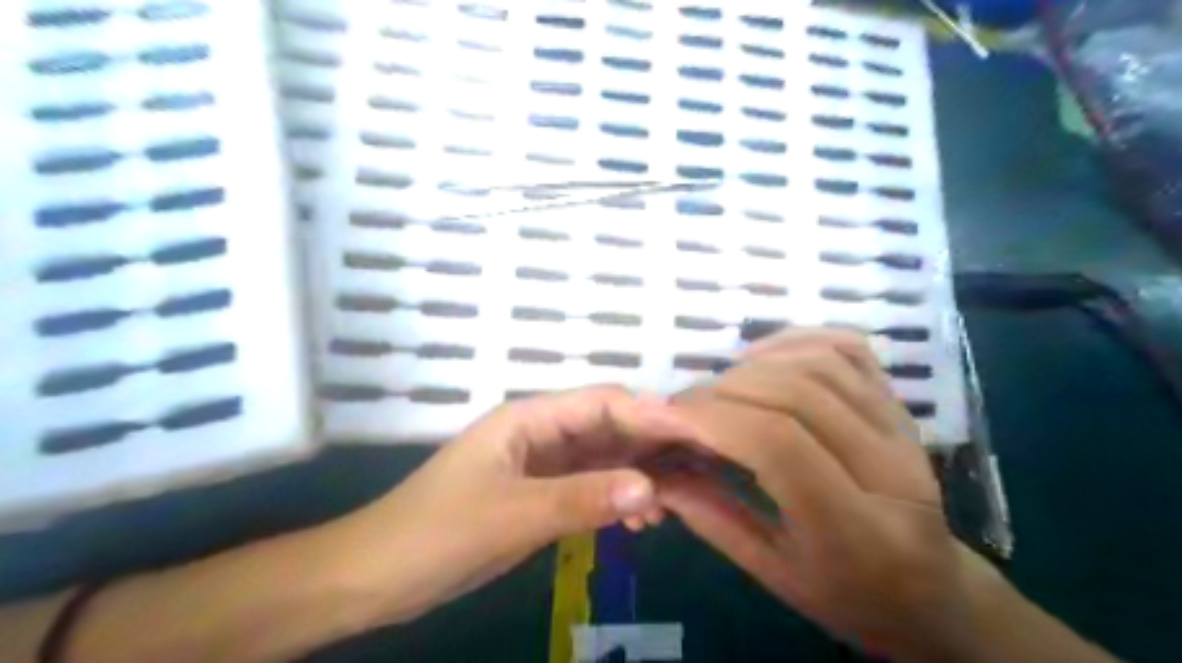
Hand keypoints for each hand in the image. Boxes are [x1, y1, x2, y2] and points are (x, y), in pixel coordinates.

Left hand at [325, 383, 693, 626]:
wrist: (377, 575)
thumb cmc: (436, 533)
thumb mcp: (511, 516)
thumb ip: (581, 498)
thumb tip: (650, 488)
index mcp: (528, 419)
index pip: (603, 403)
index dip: (651, 414)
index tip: (697, 435)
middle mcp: (539, 432)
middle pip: (607, 426)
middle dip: (651, 445)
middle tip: (698, 471)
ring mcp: (540, 464)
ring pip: (602, 458)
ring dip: (636, 475)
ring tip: (669, 506)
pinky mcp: (538, 493)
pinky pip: (588, 486)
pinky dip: (615, 498)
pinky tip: (638, 519)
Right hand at [657, 329, 994, 659]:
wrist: (932, 592)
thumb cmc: (849, 596)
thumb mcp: (773, 574)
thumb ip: (711, 517)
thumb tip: (654, 472)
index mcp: (857, 531)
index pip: (776, 444)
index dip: (711, 418)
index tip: (665, 417)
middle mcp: (890, 469)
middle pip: (795, 394)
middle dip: (721, 391)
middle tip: (681, 407)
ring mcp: (902, 429)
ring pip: (820, 364)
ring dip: (753, 365)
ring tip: (717, 389)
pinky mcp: (900, 405)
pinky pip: (849, 348)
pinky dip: (796, 340)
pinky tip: (760, 358)